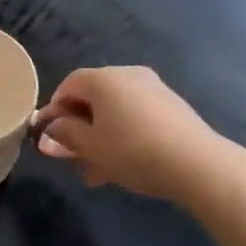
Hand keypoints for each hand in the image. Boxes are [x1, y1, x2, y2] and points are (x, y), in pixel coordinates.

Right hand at [33, 66, 225, 202]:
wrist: (197, 163)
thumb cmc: (132, 150)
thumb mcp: (90, 147)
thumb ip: (64, 135)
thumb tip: (49, 132)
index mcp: (103, 78)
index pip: (68, 85)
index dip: (54, 110)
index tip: (50, 137)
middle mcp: (128, 74)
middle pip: (93, 98)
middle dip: (79, 128)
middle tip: (74, 158)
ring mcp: (154, 88)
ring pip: (115, 111)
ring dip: (101, 137)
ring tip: (98, 171)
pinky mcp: (173, 106)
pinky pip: (136, 116)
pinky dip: (124, 134)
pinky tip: (124, 164)